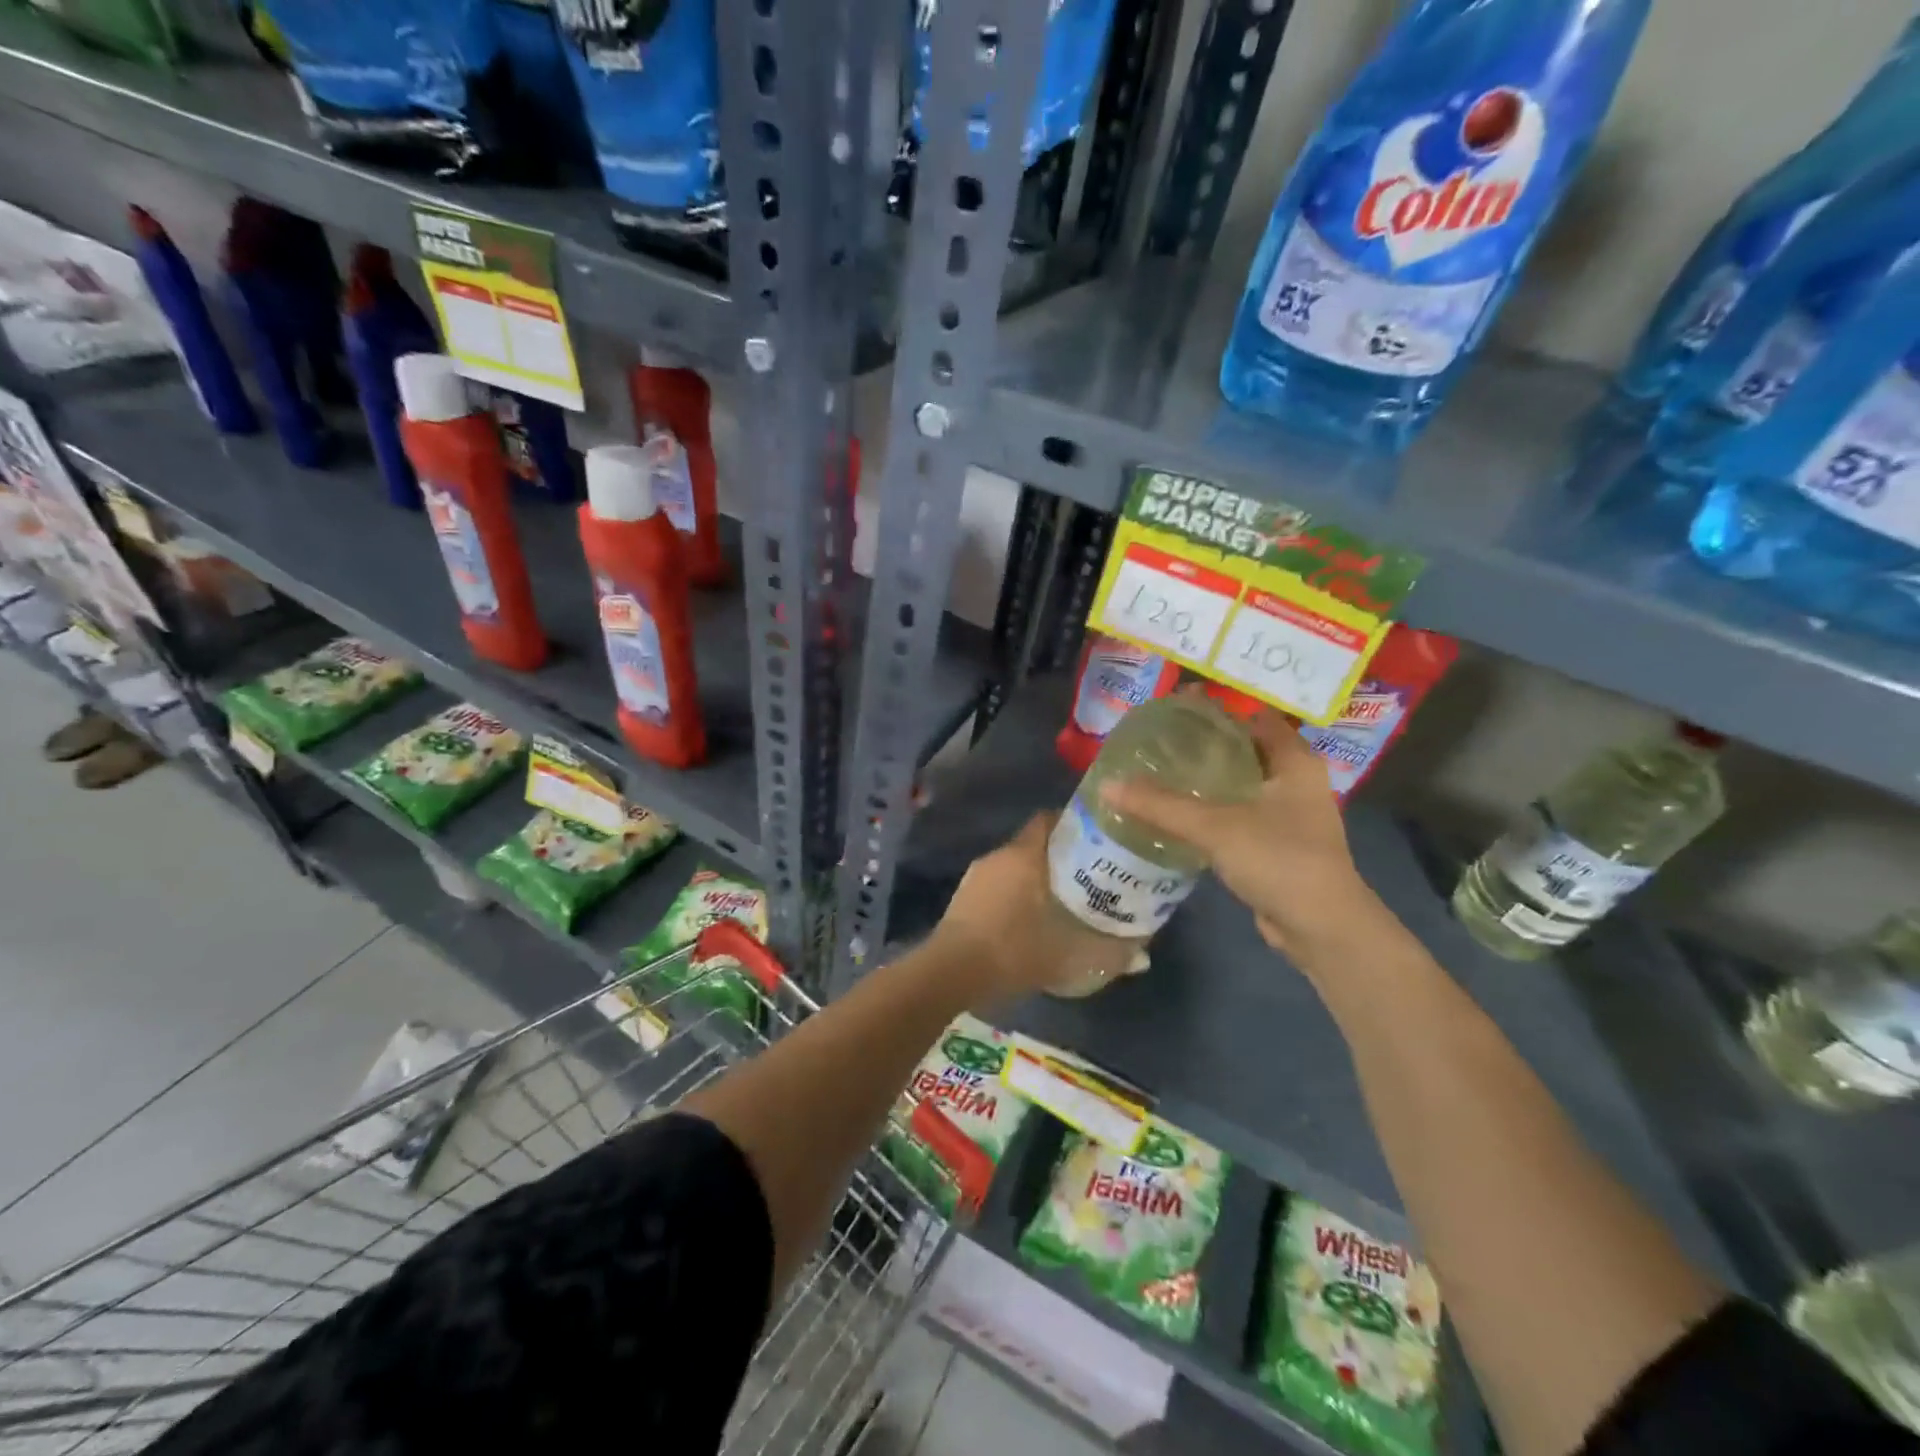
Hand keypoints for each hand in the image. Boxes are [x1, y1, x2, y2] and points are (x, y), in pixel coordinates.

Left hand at [934, 813, 1144, 1007]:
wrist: (952, 973)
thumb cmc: (1015, 951)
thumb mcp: (1071, 956)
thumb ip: (1111, 952)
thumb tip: (1143, 954)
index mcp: (1024, 855)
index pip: (1049, 820)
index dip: (1073, 825)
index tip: (1096, 839)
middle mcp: (999, 856)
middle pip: (1034, 843)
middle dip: (1060, 855)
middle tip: (1087, 875)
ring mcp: (977, 875)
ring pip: (1015, 865)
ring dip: (1035, 876)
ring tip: (1061, 899)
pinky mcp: (963, 897)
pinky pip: (998, 883)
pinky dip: (1015, 893)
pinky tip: (1028, 918)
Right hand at [1099, 705, 1385, 964]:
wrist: (1321, 928)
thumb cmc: (1279, 858)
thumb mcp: (1215, 826)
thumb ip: (1161, 804)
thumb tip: (1107, 785)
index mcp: (1294, 761)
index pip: (1254, 718)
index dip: (1218, 711)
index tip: (1175, 709)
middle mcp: (1296, 781)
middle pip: (1245, 750)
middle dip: (1206, 745)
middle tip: (1159, 741)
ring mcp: (1289, 816)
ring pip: (1241, 785)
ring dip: (1208, 780)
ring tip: (1161, 772)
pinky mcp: (1277, 845)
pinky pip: (1238, 815)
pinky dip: (1212, 811)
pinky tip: (1179, 814)